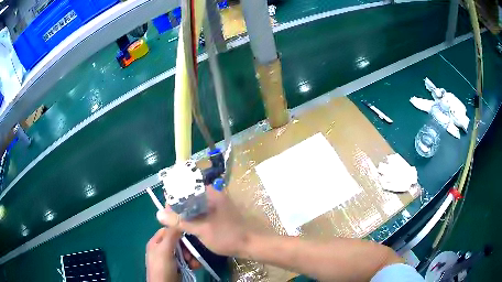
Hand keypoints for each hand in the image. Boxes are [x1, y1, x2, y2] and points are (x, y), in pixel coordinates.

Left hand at [146, 228, 202, 281]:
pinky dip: (193, 262)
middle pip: (178, 241)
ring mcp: (171, 259)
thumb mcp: (165, 250)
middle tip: (190, 253)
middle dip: (187, 247)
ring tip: (194, 262)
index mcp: (156, 242)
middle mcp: (163, 249)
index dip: (178, 231)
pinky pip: (187, 261)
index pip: (167, 230)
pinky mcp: (178, 267)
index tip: (188, 234)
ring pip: (184, 251)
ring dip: (191, 256)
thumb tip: (177, 217)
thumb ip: (171, 235)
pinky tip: (196, 266)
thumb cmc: (162, 267)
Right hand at [156, 186, 250, 256]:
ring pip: (194, 205)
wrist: (251, 244)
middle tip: (171, 222)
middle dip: (178, 208)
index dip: (172, 200)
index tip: (166, 213)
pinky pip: (201, 211)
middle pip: (188, 197)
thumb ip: (179, 221)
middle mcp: (213, 194)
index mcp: (209, 193)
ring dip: (185, 214)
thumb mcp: (200, 229)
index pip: (183, 188)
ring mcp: (217, 203)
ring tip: (177, 226)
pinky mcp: (219, 212)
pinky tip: (189, 227)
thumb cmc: (226, 236)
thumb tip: (159, 213)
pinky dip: (193, 217)